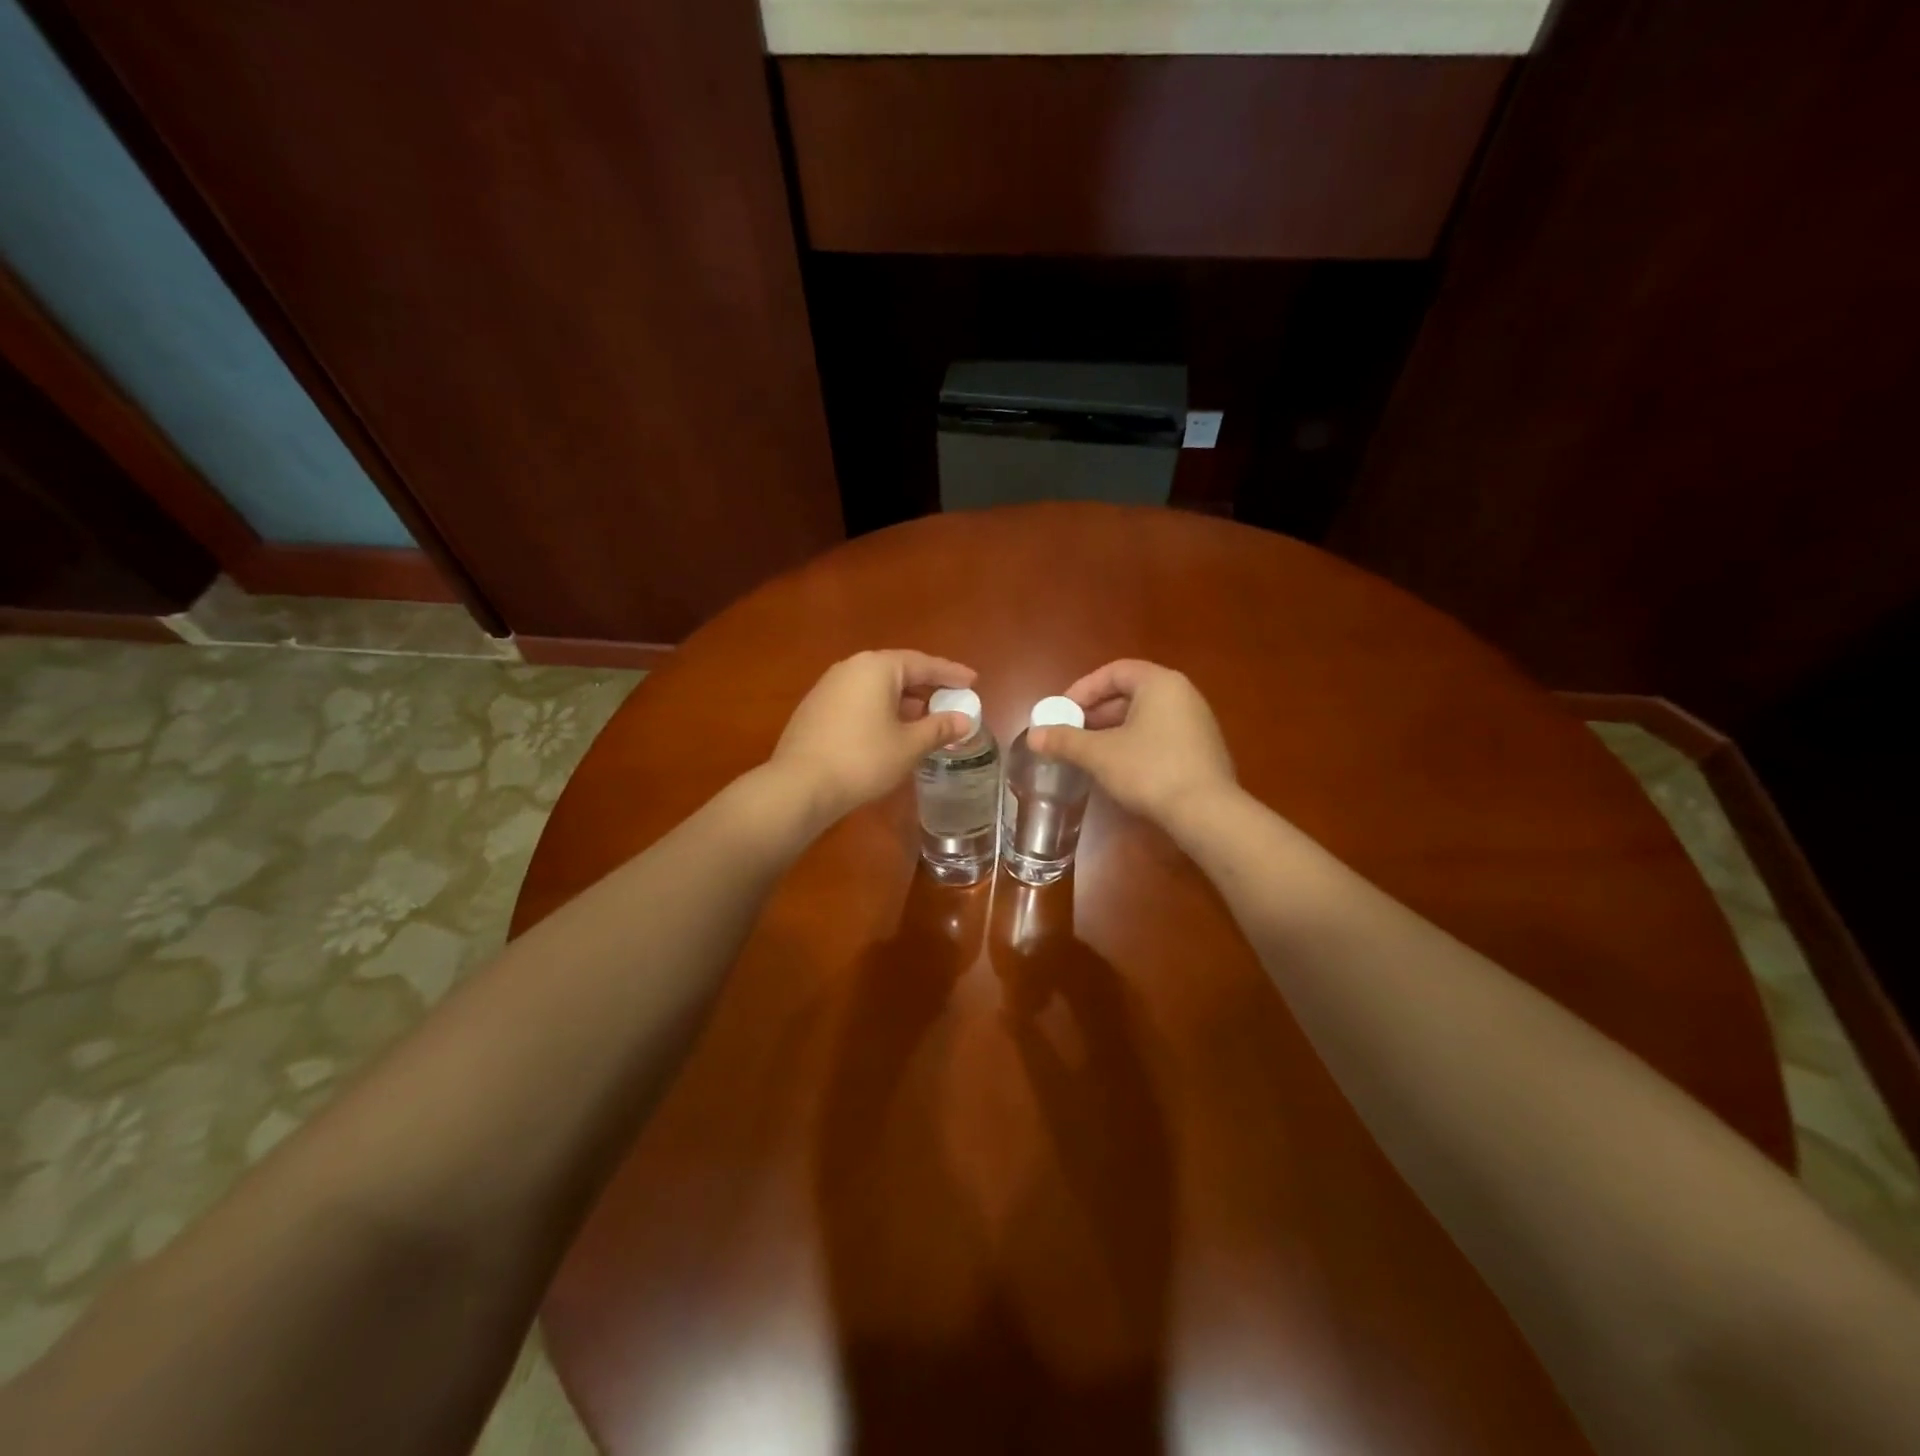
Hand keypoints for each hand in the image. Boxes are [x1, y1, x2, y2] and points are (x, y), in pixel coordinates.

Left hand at [770, 650, 977, 822]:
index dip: (951, 673)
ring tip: (925, 717)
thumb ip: (939, 728)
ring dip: (903, 699)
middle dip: (926, 686)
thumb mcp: (909, 745)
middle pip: (898, 670)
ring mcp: (828, 686)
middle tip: (951, 698)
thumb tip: (964, 720)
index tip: (973, 681)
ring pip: (876, 686)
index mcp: (877, 667)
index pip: (923, 663)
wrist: (800, 785)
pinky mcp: (815, 708)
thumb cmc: (863, 759)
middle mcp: (851, 667)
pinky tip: (890, 730)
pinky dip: (881, 709)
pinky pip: (859, 699)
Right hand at [1029, 660, 1236, 828]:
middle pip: (1130, 693)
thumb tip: (1033, 736)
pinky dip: (1134, 745)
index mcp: (1160, 683)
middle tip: (1071, 734)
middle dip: (1096, 713)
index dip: (1083, 689)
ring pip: (1144, 717)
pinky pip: (1160, 736)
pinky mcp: (1202, 751)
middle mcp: (1183, 695)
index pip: (1114, 672)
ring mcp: (1197, 723)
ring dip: (1113, 731)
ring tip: (1088, 754)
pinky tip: (1118, 770)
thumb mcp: (1099, 754)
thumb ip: (1065, 741)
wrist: (1206, 813)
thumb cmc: (1149, 770)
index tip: (1062, 712)